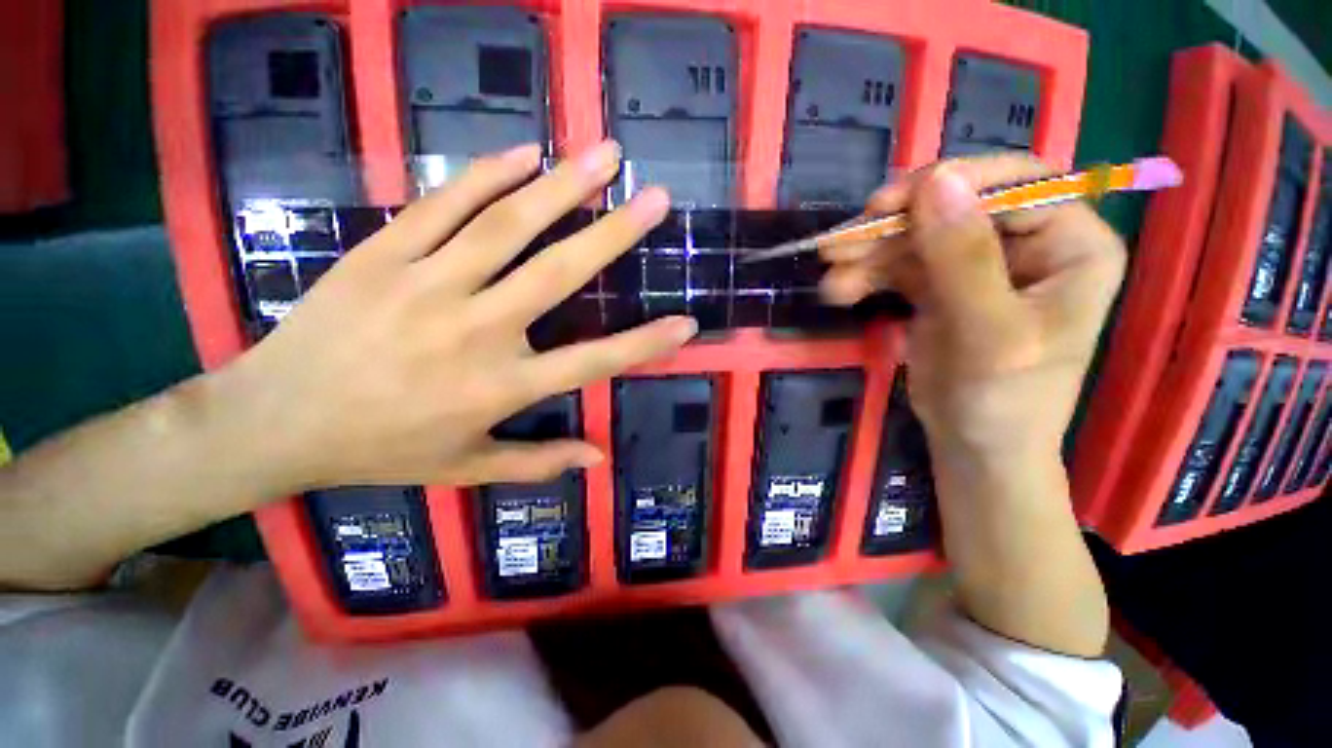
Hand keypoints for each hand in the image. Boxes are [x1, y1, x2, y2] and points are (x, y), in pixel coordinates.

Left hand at [222, 140, 694, 492]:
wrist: (273, 422)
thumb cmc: (380, 450)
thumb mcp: (465, 468)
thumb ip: (538, 463)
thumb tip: (598, 457)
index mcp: (501, 387)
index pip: (593, 361)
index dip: (645, 343)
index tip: (686, 321)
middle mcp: (476, 331)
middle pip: (558, 273)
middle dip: (615, 233)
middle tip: (655, 198)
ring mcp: (427, 285)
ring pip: (507, 225)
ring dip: (563, 185)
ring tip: (606, 155)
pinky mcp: (382, 254)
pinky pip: (442, 204)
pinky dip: (487, 174)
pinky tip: (526, 152)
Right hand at [820, 156, 1125, 458]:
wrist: (975, 446)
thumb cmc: (1003, 400)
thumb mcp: (989, 332)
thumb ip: (965, 258)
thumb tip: (936, 181)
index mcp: (1069, 244)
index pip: (1015, 183)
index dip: (949, 184)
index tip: (886, 206)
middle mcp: (1027, 243)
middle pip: (952, 209)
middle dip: (890, 228)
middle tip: (838, 246)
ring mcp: (978, 264)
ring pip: (916, 238)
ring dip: (867, 256)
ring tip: (830, 281)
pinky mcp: (940, 286)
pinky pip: (898, 266)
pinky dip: (866, 276)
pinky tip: (840, 292)